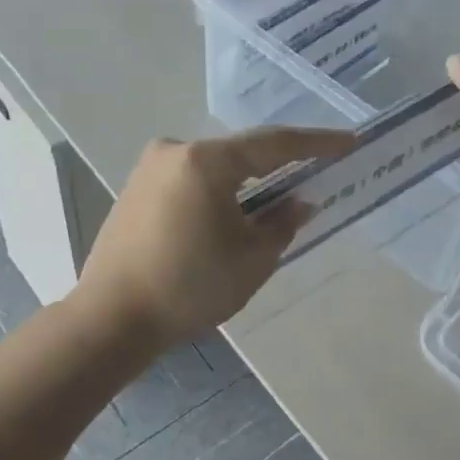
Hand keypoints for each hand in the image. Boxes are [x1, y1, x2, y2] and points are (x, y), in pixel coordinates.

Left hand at [75, 127, 354, 347]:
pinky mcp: (135, 189)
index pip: (274, 143)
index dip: (316, 143)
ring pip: (214, 168)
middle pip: (241, 153)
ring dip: (245, 184)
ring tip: (272, 206)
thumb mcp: (252, 259)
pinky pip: (190, 181)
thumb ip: (283, 223)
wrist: (111, 317)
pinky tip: (229, 217)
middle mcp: (175, 151)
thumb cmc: (190, 287)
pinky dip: (217, 193)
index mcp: (206, 160)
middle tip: (312, 178)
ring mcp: (149, 169)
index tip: (348, 142)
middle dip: (277, 167)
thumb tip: (300, 202)